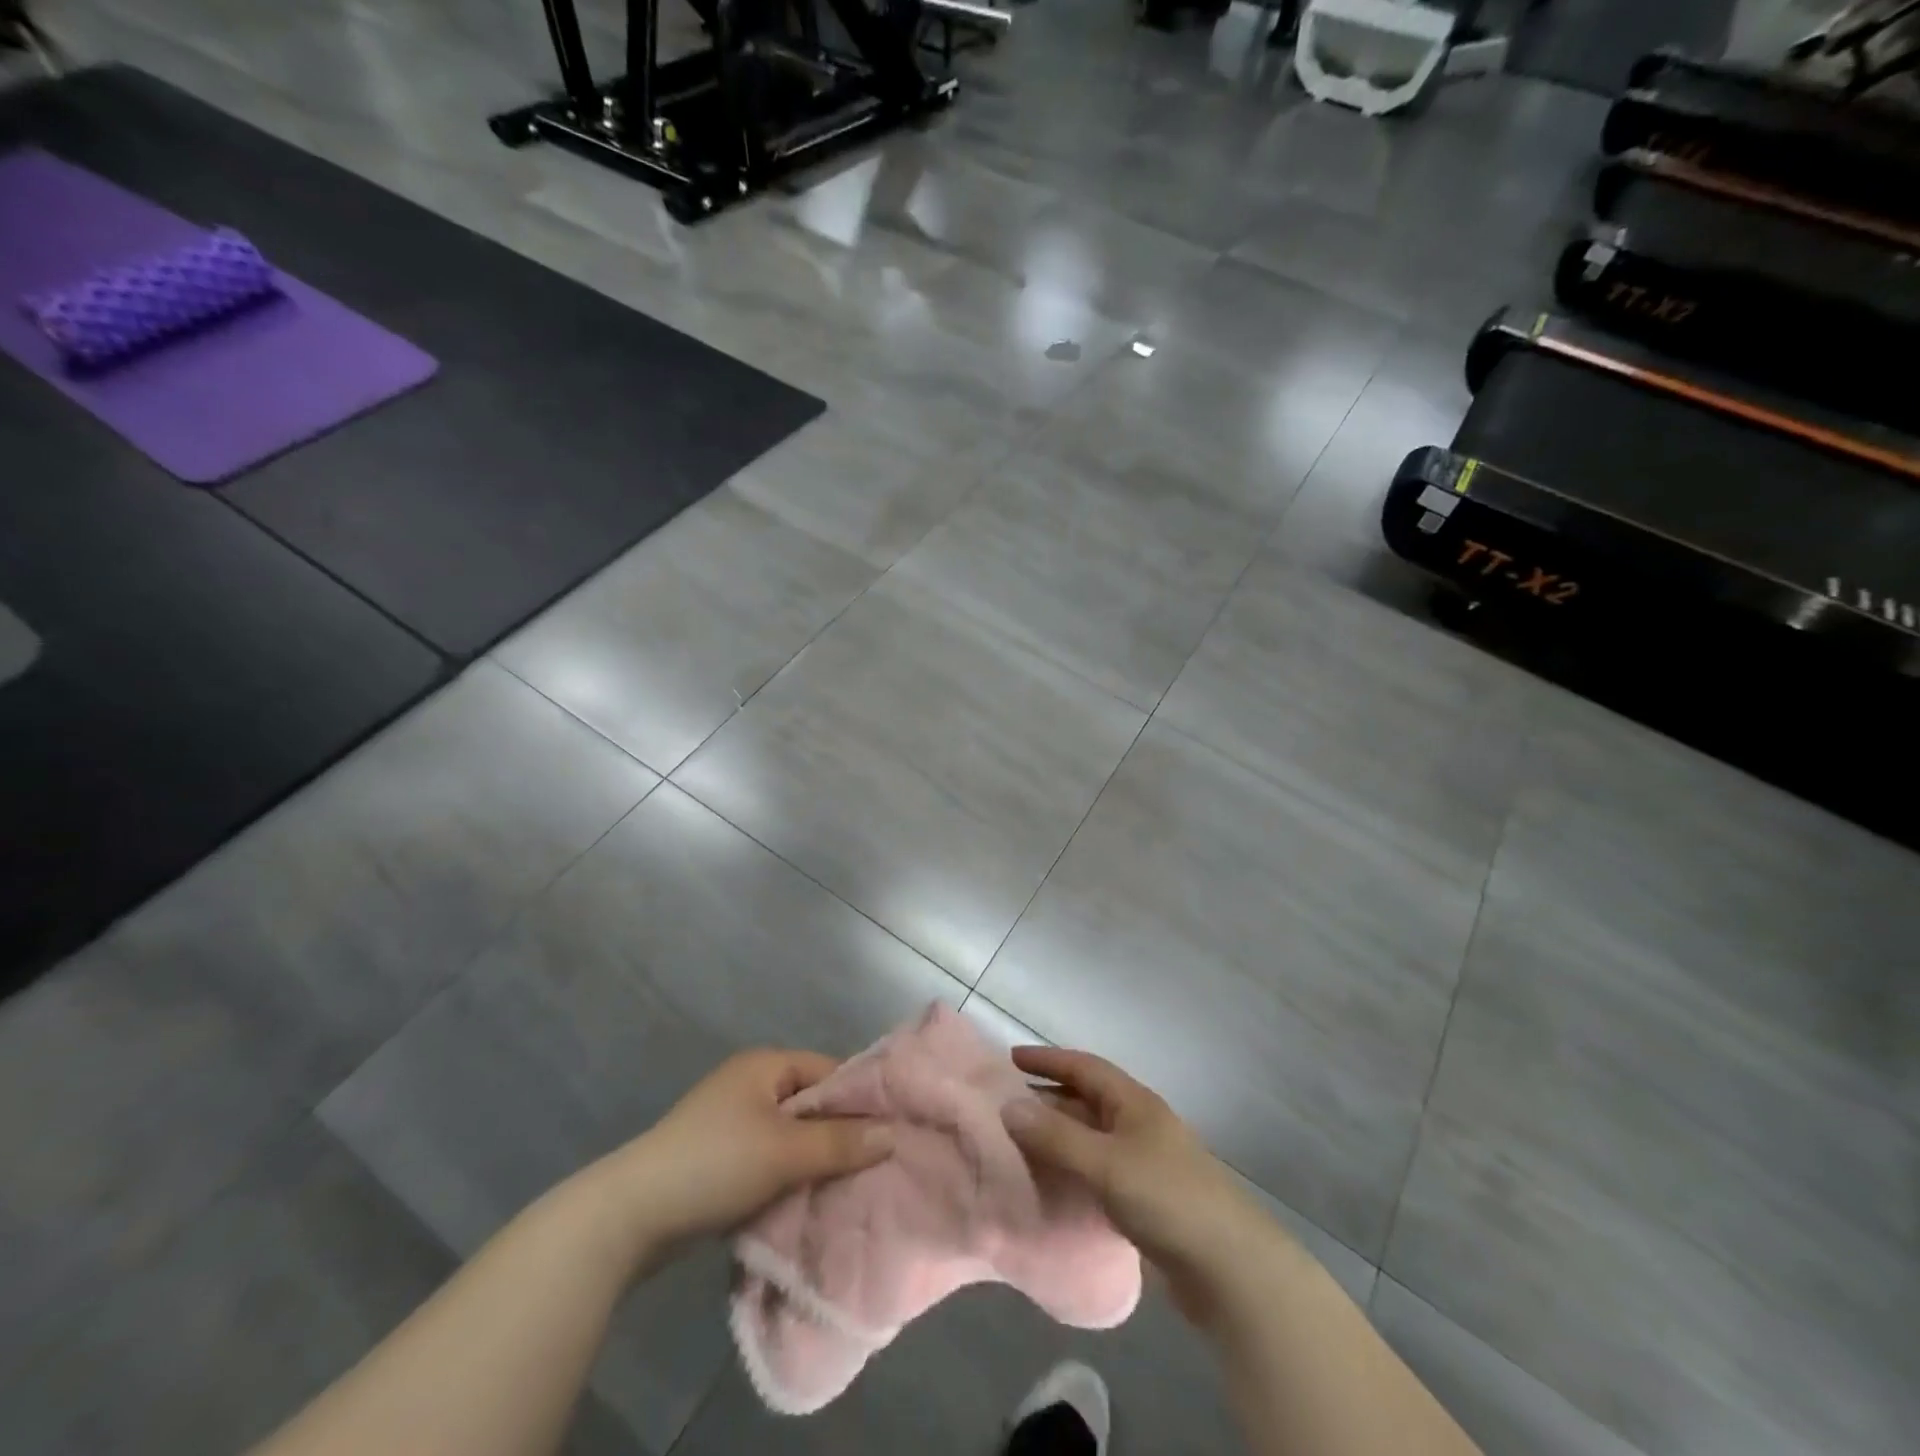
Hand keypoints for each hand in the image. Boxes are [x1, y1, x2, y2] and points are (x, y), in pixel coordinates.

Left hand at [609, 1049, 892, 1250]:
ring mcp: (731, 1121)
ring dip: (813, 1160)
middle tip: (873, 1166)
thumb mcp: (785, 1152)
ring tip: (846, 1188)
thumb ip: (841, 1142)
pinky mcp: (718, 1157)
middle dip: (838, 1135)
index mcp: (765, 1065)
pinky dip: (787, 1176)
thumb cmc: (715, 1165)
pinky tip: (806, 1202)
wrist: (629, 1215)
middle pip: (810, 1104)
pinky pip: (768, 1159)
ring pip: (790, 1136)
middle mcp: (749, 1084)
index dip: (860, 1099)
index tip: (890, 1133)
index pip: (829, 1070)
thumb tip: (892, 1134)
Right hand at [1002, 1047, 1289, 1323]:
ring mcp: (1144, 1162)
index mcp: (1133, 1102)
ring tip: (1018, 1143)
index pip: (1084, 1067)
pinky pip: (1098, 1170)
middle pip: (1086, 1100)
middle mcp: (1138, 1123)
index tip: (1010, 1059)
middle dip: (1047, 1098)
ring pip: (1091, 1137)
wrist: (1229, 1269)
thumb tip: (1008, 1107)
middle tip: (1005, 1105)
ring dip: (1058, 1136)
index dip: (1048, 1060)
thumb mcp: (1106, 1163)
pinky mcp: (1145, 1199)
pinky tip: (1052, 1183)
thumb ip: (1056, 1136)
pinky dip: (1072, 1169)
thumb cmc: (1167, 1198)